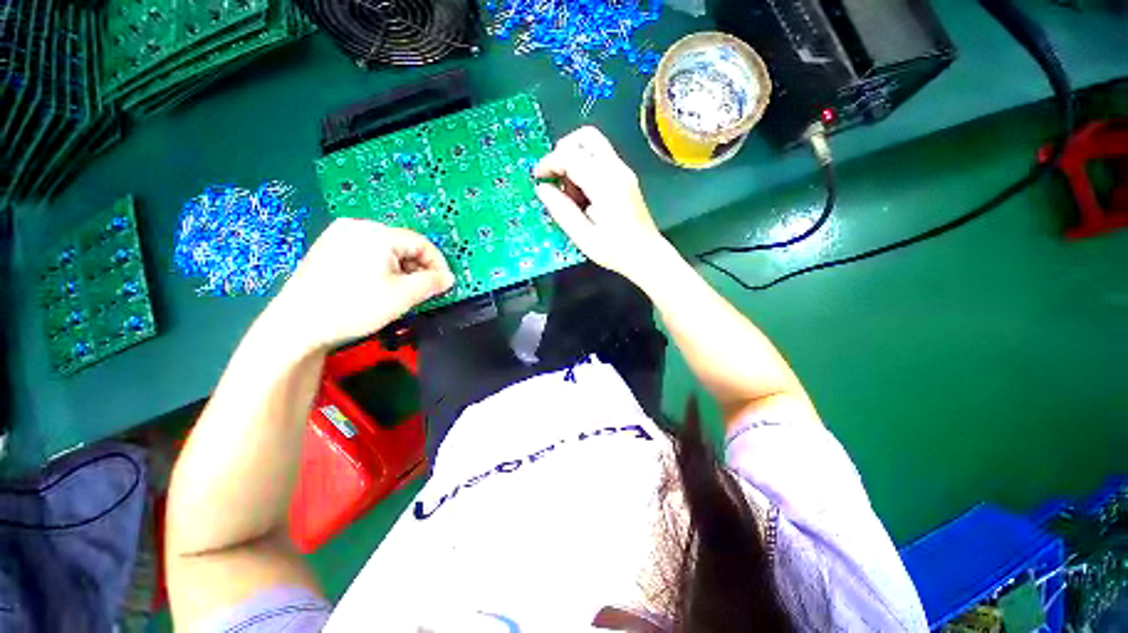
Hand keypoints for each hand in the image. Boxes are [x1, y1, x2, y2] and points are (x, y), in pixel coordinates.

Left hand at [266, 218, 453, 351]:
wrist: (298, 324)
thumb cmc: (354, 306)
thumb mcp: (403, 296)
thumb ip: (432, 283)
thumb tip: (448, 278)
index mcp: (377, 233)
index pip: (421, 243)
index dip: (438, 264)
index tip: (444, 284)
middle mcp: (358, 226)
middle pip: (403, 245)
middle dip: (418, 268)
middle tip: (422, 291)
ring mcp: (339, 235)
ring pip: (386, 249)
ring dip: (401, 269)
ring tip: (400, 292)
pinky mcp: (328, 247)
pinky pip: (367, 252)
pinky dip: (381, 267)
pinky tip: (378, 286)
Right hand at [534, 126, 666, 281]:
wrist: (647, 256)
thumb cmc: (616, 251)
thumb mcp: (584, 237)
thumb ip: (562, 211)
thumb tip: (542, 189)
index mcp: (605, 185)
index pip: (571, 155)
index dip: (549, 162)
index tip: (537, 179)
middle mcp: (617, 170)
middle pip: (586, 136)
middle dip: (563, 151)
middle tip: (554, 177)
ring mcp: (623, 172)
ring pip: (593, 145)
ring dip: (574, 160)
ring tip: (570, 194)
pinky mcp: (625, 178)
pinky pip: (600, 159)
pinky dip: (584, 167)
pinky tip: (582, 195)